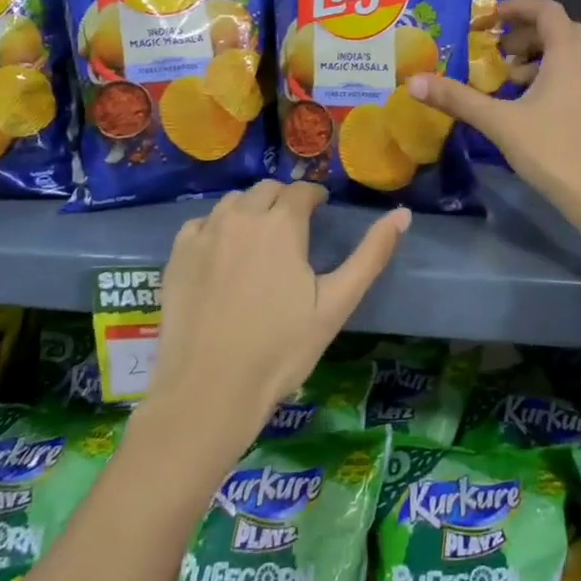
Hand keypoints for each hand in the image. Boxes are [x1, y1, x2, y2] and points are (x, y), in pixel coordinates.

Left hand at [152, 181, 409, 439]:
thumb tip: (403, 214)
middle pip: (266, 190)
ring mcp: (204, 235)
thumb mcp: (337, 303)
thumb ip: (371, 254)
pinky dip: (217, 227)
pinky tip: (223, 253)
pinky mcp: (177, 256)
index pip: (302, 191)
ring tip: (260, 238)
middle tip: (294, 228)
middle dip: (284, 200)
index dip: (315, 197)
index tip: (320, 211)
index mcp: (282, 224)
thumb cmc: (282, 348)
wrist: (210, 390)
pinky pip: (201, 223)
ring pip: (232, 202)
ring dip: (251, 209)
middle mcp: (241, 217)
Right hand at [406, 0, 580, 246]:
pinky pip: (579, 74)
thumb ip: (457, 99)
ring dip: (539, 55)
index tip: (489, 18)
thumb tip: (413, 82)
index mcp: (569, 54)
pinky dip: (554, 74)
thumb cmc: (552, 151)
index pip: (547, 10)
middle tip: (496, 50)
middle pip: (559, 29)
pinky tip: (532, 104)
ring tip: (509, 79)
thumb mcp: (500, 123)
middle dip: (525, 33)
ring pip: (571, 53)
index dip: (517, 7)